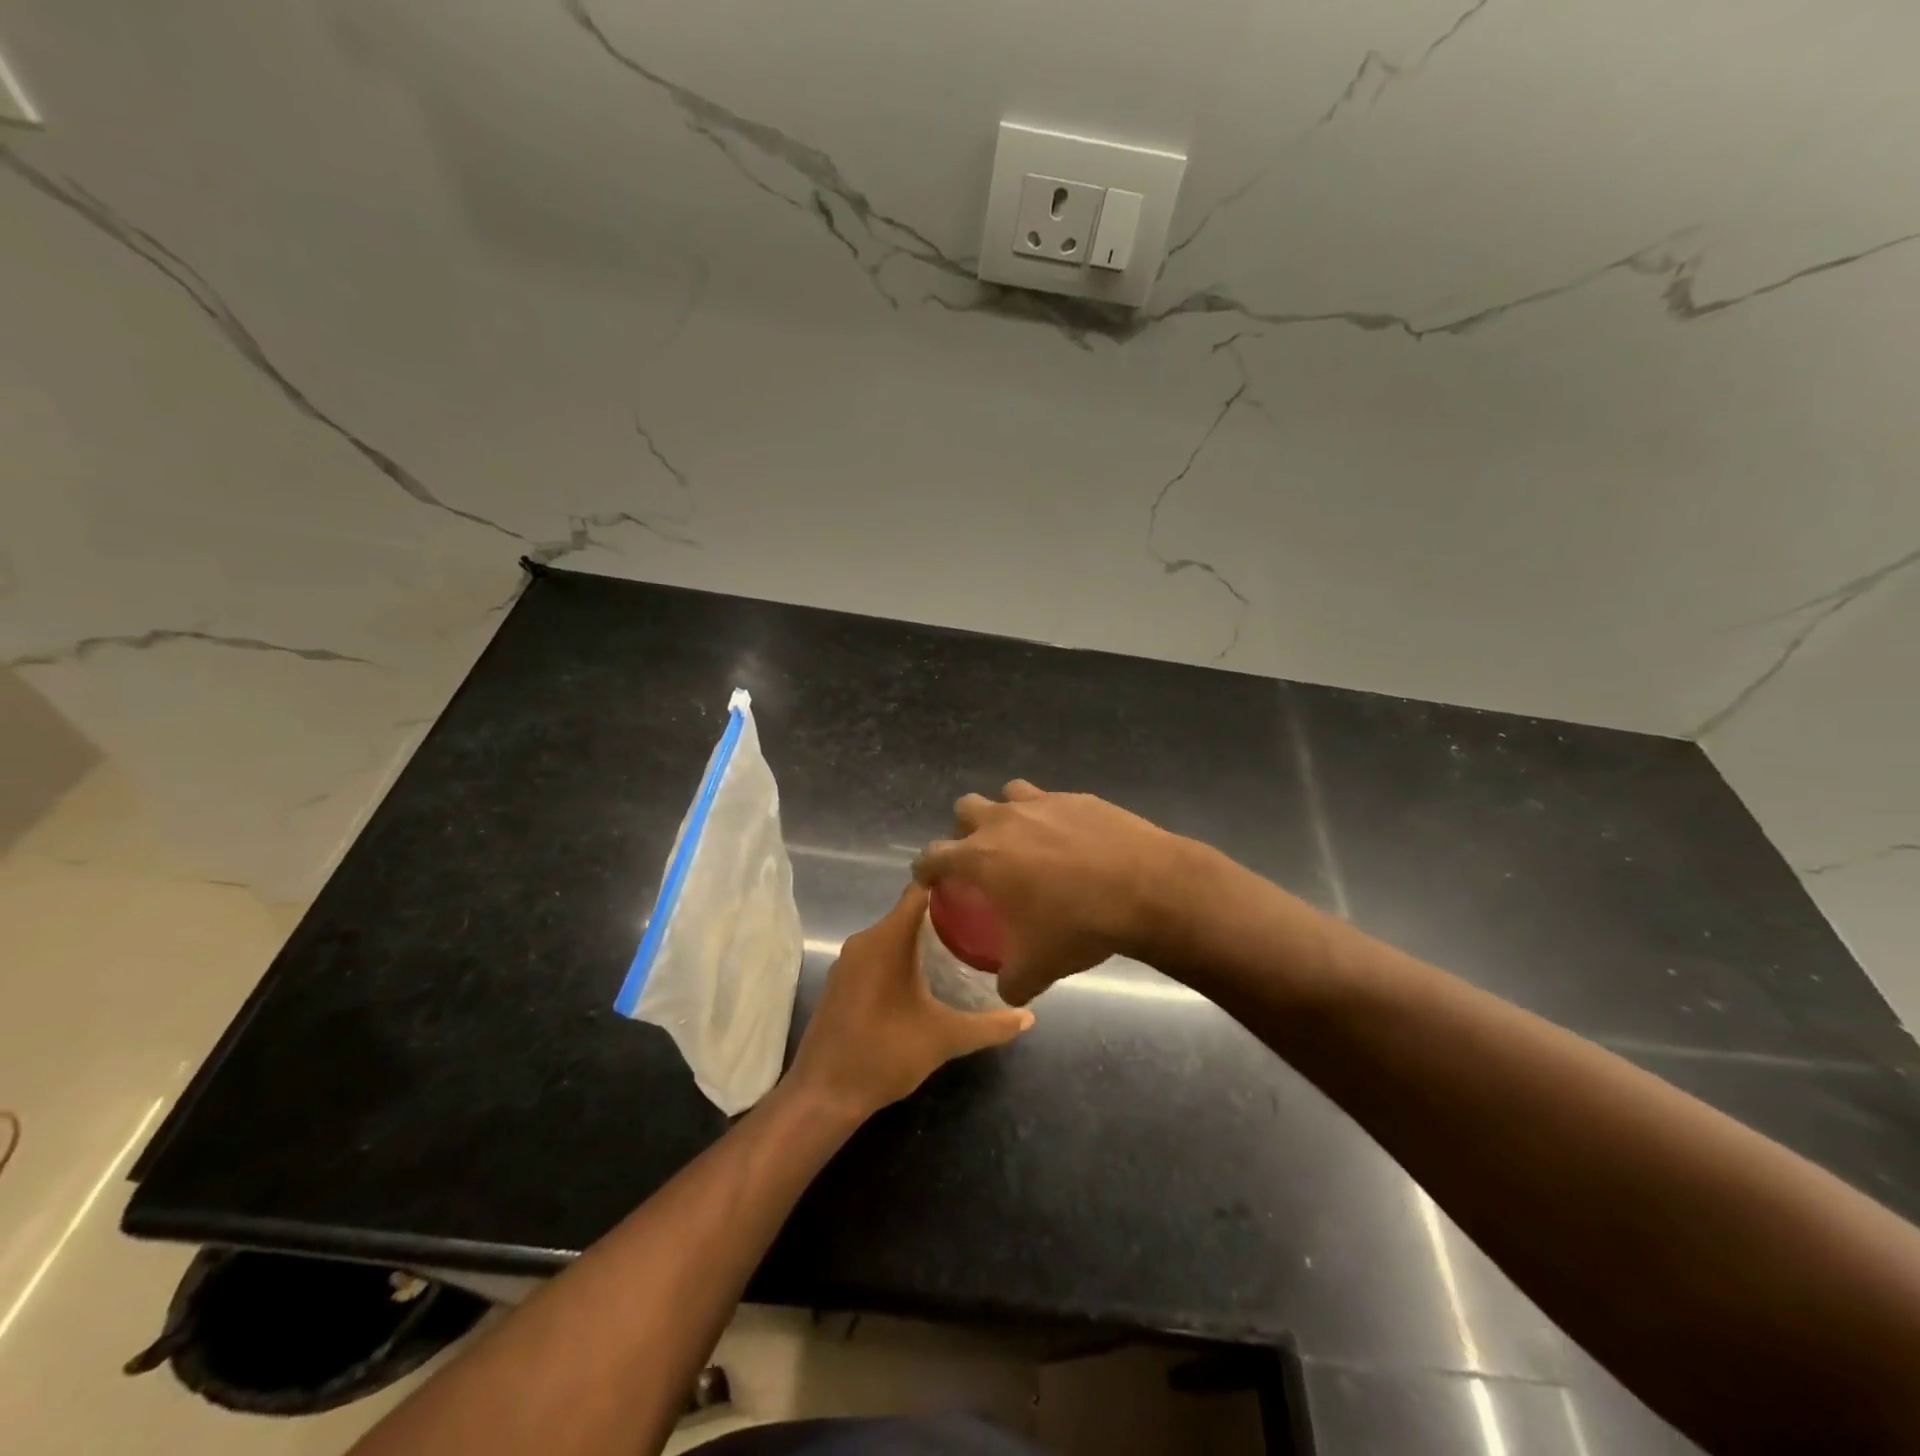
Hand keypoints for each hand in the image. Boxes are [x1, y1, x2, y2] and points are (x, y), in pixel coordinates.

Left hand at [786, 883, 1033, 1120]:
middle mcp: (864, 940)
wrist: (824, 1094)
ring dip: (921, 939)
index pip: (919, 891)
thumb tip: (1028, 1018)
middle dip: (943, 916)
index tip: (980, 889)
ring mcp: (848, 961)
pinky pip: (876, 953)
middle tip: (981, 923)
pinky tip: (925, 977)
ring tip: (961, 948)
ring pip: (892, 934)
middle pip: (908, 912)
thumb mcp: (944, 1038)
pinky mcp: (841, 981)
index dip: (948, 884)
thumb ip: (989, 1026)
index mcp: (887, 939)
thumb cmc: (885, 1054)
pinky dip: (901, 956)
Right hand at [912, 781, 1183, 1006]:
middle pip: (965, 808)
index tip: (929, 879)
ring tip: (1024, 841)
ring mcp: (1043, 803)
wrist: (1146, 888)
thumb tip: (1006, 991)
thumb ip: (1011, 981)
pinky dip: (1051, 817)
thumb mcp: (1037, 968)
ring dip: (1007, 813)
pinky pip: (1052, 801)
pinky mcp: (1078, 797)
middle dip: (964, 830)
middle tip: (981, 857)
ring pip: (1008, 794)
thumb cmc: (1078, 925)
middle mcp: (1004, 821)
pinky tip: (1072, 842)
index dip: (926, 869)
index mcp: (982, 857)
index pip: (933, 856)